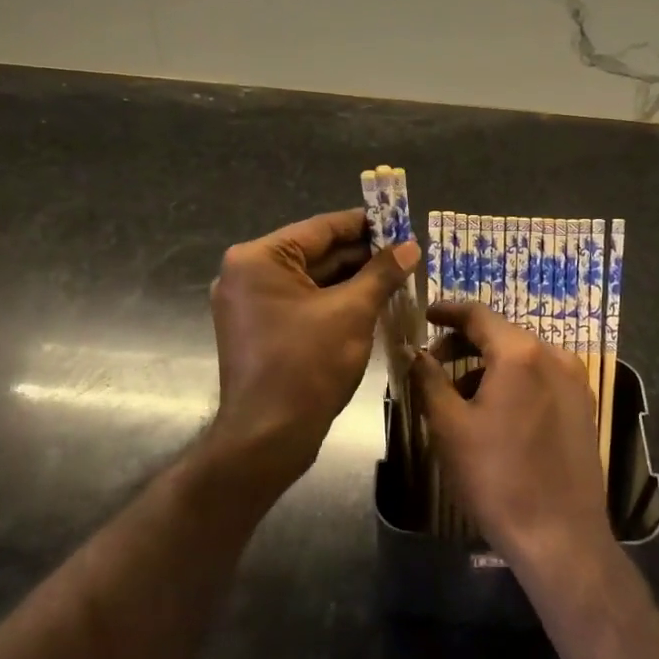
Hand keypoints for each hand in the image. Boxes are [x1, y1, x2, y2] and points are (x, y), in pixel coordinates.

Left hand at [207, 208, 419, 494]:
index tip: (401, 220)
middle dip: (362, 254)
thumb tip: (411, 246)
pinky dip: (336, 300)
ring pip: (313, 280)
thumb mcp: (352, 312)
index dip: (365, 224)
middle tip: (407, 252)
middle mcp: (248, 274)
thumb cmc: (307, 365)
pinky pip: (304, 302)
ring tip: (399, 274)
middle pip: (316, 253)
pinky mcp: (261, 329)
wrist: (267, 438)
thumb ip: (382, 273)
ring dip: (353, 278)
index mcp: (259, 259)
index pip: (321, 228)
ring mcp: (251, 304)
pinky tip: (373, 300)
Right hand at [410, 302, 612, 570]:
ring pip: (523, 357)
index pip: (478, 314)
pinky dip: (514, 380)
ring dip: (488, 364)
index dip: (448, 311)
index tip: (425, 315)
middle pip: (502, 334)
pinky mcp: (583, 406)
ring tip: (459, 393)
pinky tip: (495, 411)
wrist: (559, 535)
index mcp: (521, 353)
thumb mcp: (449, 426)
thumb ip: (428, 379)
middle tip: (434, 360)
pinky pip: (542, 377)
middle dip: (465, 342)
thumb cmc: (496, 477)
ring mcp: (575, 381)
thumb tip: (413, 351)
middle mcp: (554, 356)